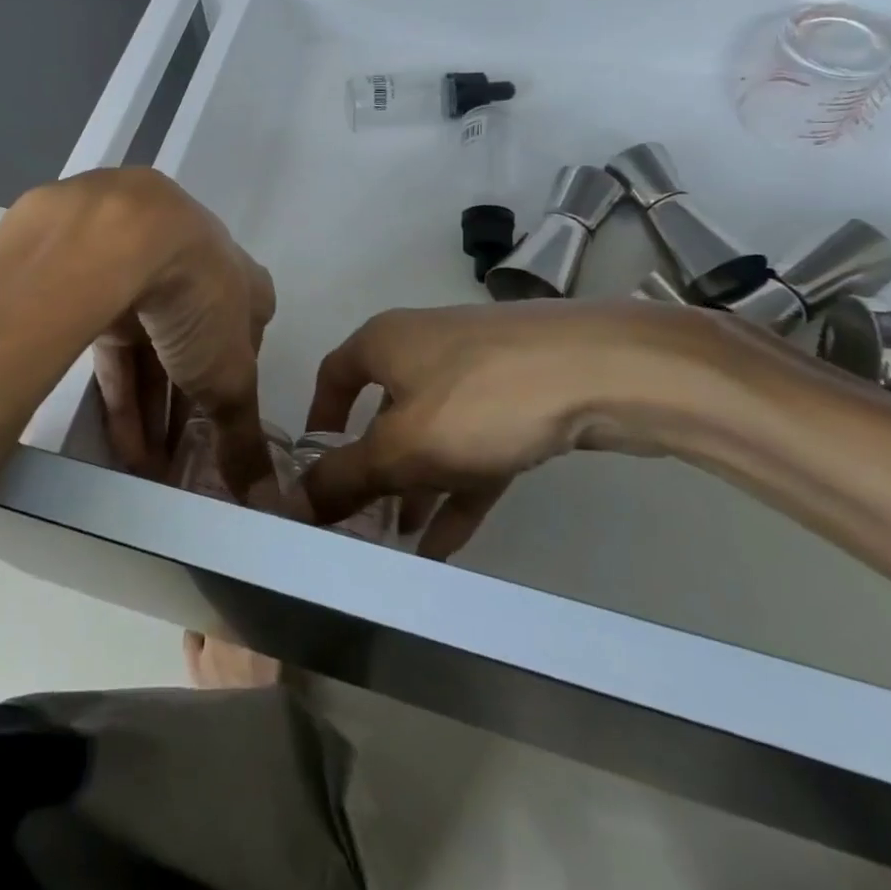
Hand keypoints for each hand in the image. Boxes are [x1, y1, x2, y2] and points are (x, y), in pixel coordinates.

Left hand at [79, 171, 276, 498]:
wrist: (123, 239)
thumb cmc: (200, 302)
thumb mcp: (230, 377)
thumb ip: (243, 436)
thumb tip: (267, 499)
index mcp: (243, 283)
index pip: (249, 335)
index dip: (240, 383)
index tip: (228, 428)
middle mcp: (197, 274)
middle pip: (196, 349)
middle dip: (191, 407)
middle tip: (184, 461)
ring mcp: (145, 278)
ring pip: (152, 353)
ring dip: (154, 412)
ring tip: (151, 470)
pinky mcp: (98, 290)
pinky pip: (114, 351)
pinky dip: (121, 396)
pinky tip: (123, 446)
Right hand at [298, 301, 722, 557]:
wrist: (598, 370)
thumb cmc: (478, 399)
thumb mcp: (401, 447)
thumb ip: (344, 478)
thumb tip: (292, 501)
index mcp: (383, 343)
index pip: (333, 377)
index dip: (318, 423)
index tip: (313, 471)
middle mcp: (421, 348)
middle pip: (382, 411)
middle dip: (370, 469)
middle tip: (357, 522)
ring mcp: (474, 371)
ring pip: (430, 434)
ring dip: (413, 486)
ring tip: (397, 543)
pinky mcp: (517, 396)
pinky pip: (473, 448)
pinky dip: (456, 490)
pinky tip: (446, 546)